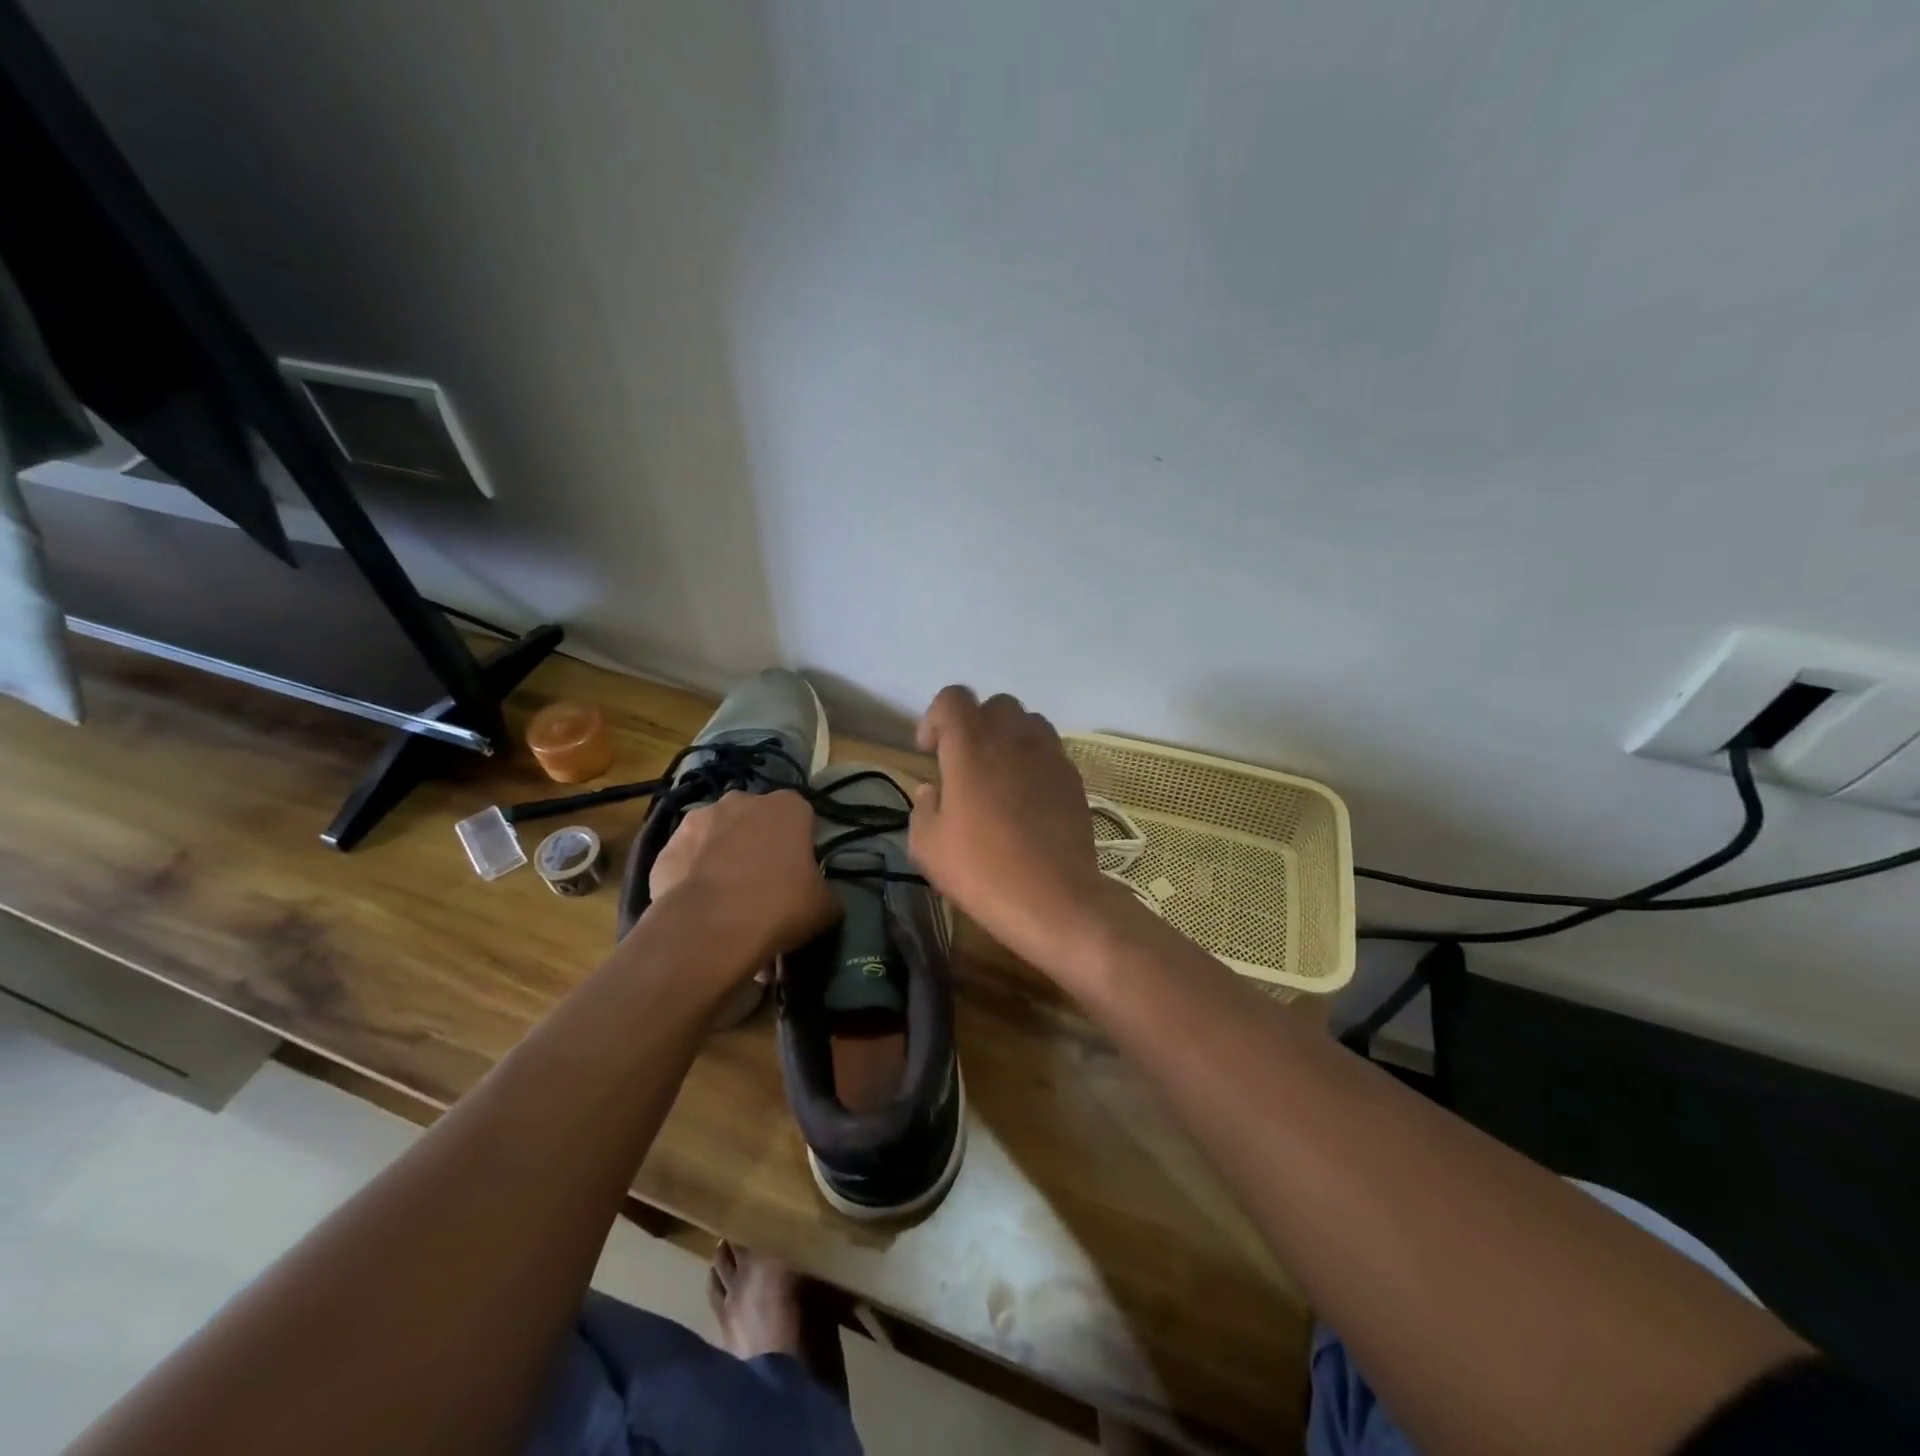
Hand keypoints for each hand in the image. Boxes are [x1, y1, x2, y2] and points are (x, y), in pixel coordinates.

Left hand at [646, 790, 837, 973]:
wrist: (709, 929)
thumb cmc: (779, 907)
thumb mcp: (824, 906)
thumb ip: (824, 890)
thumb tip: (817, 895)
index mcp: (788, 806)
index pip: (801, 817)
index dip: (800, 844)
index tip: (798, 873)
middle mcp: (743, 800)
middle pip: (756, 820)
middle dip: (758, 843)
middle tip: (762, 884)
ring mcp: (699, 818)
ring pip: (718, 835)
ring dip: (723, 855)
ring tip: (725, 900)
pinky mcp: (667, 845)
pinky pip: (688, 858)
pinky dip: (693, 875)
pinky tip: (698, 907)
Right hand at [909, 686, 1120, 970]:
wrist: (1055, 899)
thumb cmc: (983, 870)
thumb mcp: (928, 847)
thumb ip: (923, 808)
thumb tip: (932, 790)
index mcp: (971, 744)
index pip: (952, 698)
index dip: (935, 718)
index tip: (930, 752)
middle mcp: (1013, 737)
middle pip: (994, 705)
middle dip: (975, 725)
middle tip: (964, 764)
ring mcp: (1049, 754)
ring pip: (1028, 723)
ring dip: (1008, 738)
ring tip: (998, 776)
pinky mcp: (1073, 777)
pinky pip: (1049, 751)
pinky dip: (1033, 761)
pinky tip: (1026, 799)